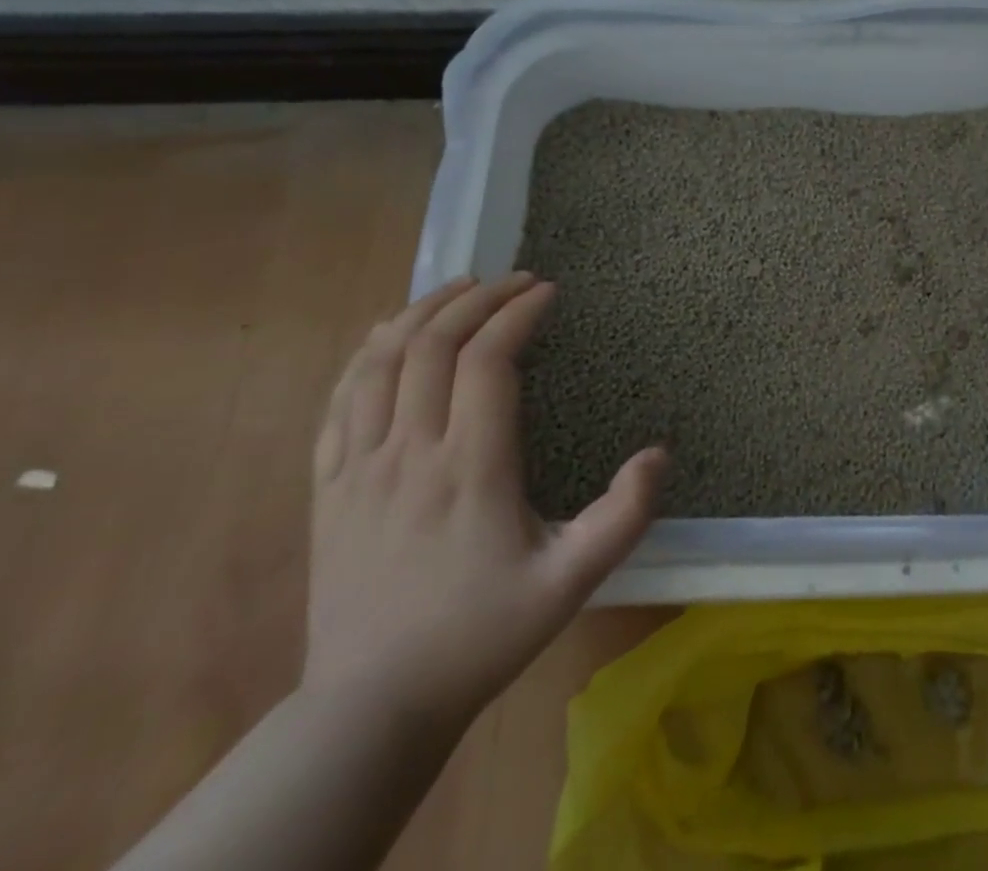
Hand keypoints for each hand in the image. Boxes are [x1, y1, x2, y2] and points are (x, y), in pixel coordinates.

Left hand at [303, 273, 664, 731]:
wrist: (371, 707)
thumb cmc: (481, 635)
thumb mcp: (571, 583)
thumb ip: (623, 516)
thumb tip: (659, 453)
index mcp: (470, 470)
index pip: (488, 361)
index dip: (518, 314)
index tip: (548, 292)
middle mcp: (409, 453)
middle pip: (432, 345)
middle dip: (477, 298)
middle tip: (514, 280)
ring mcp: (358, 467)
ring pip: (379, 361)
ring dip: (422, 312)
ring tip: (460, 289)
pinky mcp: (328, 485)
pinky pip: (339, 398)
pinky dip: (367, 352)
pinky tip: (390, 335)